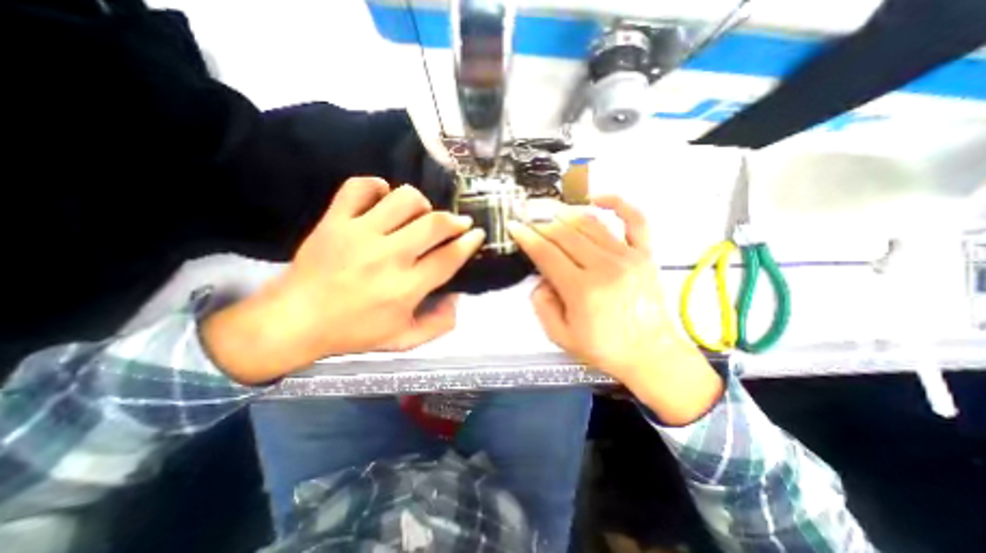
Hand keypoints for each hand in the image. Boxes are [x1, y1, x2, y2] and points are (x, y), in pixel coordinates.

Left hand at [203, 177, 483, 383]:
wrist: (294, 321)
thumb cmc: (353, 333)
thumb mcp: (404, 340)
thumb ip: (439, 324)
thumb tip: (457, 297)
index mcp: (405, 288)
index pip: (449, 257)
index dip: (469, 242)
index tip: (476, 234)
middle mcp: (388, 256)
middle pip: (434, 224)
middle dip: (455, 220)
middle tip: (458, 223)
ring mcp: (359, 234)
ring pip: (404, 199)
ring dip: (421, 204)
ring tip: (419, 215)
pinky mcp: (334, 221)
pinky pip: (359, 187)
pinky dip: (376, 186)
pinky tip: (383, 198)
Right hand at [509, 198, 721, 424]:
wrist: (650, 354)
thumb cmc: (604, 348)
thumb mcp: (560, 336)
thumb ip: (542, 305)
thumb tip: (541, 277)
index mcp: (582, 290)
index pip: (546, 252)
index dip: (527, 237)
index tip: (513, 226)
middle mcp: (605, 267)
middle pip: (564, 233)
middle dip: (540, 221)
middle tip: (526, 214)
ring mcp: (628, 256)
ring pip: (590, 223)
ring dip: (565, 212)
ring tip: (548, 208)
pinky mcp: (645, 254)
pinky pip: (634, 219)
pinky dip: (617, 202)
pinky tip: (597, 197)